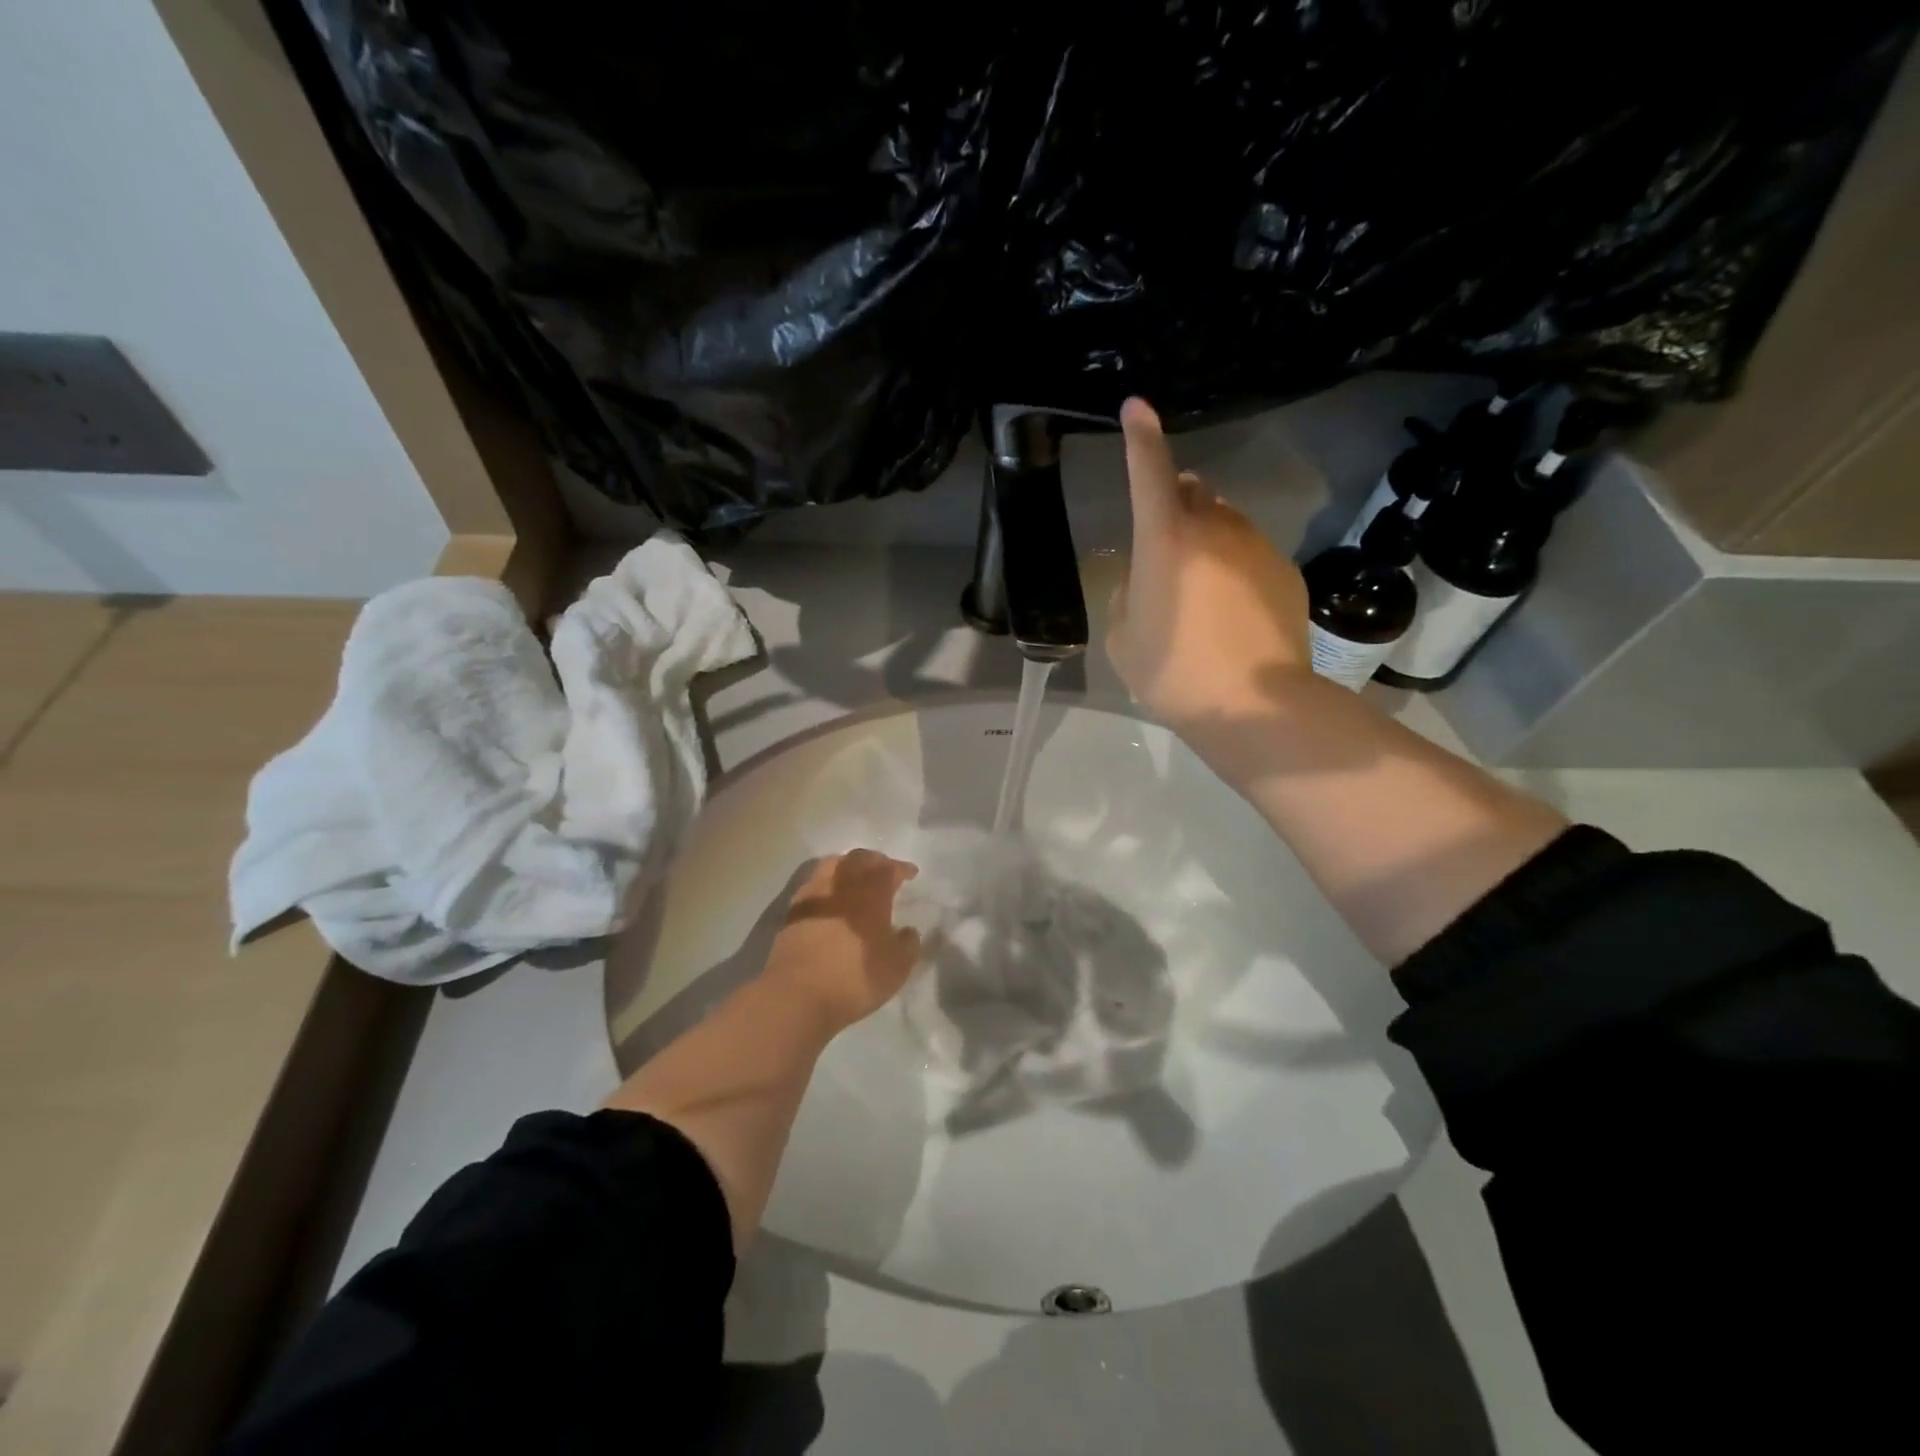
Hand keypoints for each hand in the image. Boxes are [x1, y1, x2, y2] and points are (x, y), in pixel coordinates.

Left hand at [761, 850, 922, 1031]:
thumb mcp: (896, 968)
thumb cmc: (854, 979)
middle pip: (859, 859)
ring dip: (848, 865)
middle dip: (875, 860)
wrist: (797, 995)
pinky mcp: (793, 911)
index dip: (902, 868)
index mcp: (871, 894)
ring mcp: (814, 895)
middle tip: (884, 869)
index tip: (911, 873)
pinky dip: (827, 883)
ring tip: (855, 877)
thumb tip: (908, 931)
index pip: (889, 869)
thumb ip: (908, 945)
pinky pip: (814, 884)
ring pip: (832, 865)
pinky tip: (830, 897)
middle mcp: (842, 886)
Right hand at [1106, 398, 1311, 733]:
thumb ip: (1129, 594)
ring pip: (1225, 522)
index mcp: (1165, 539)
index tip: (1138, 407)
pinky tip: (1230, 608)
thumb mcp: (1123, 637)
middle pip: (1192, 493)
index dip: (1141, 437)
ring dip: (1206, 535)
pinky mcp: (1285, 572)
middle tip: (1164, 537)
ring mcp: (1256, 547)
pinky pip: (1250, 552)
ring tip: (1197, 585)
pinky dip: (1233, 564)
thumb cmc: (1173, 671)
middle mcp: (1214, 529)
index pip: (1149, 472)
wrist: (1254, 705)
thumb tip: (1147, 577)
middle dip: (1176, 500)